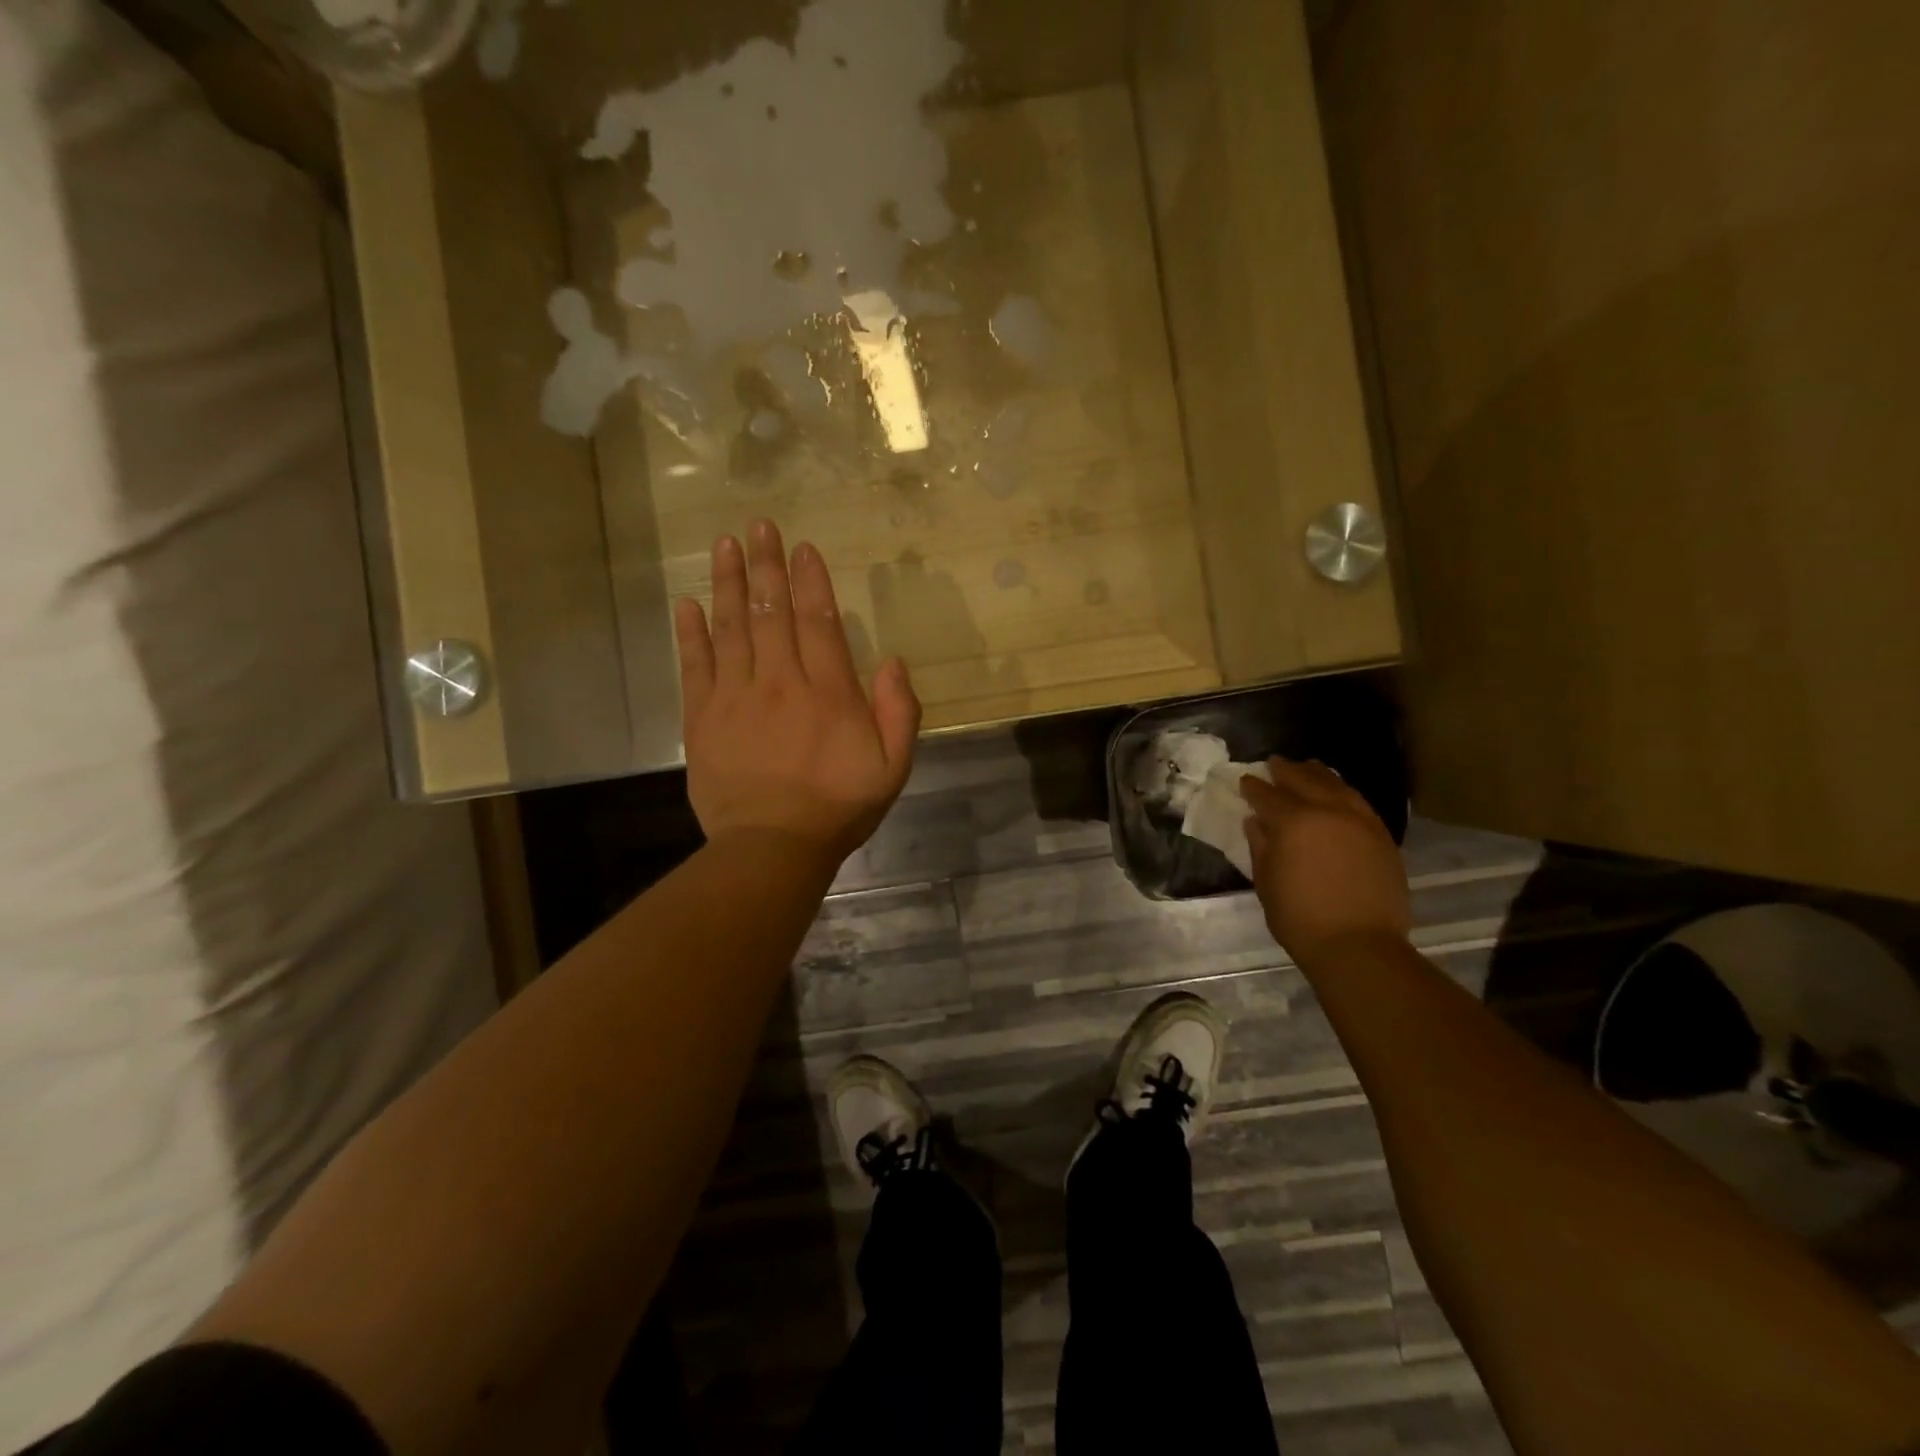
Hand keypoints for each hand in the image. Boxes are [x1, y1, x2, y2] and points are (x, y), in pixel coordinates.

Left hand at [676, 520, 920, 863]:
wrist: (773, 847)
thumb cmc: (838, 808)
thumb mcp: (892, 767)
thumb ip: (900, 712)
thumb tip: (893, 661)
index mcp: (828, 692)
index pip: (818, 621)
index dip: (810, 581)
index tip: (801, 548)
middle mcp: (780, 681)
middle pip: (771, 613)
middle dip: (767, 566)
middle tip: (759, 526)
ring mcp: (736, 696)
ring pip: (731, 628)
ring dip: (728, 584)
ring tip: (724, 545)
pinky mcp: (702, 718)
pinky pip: (695, 666)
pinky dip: (690, 633)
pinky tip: (687, 604)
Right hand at [1241, 759, 1410, 964]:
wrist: (1359, 946)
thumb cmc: (1300, 918)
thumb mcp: (1266, 883)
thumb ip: (1261, 847)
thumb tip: (1256, 822)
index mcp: (1293, 822)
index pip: (1268, 795)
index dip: (1254, 787)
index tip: (1245, 781)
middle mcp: (1327, 811)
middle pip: (1304, 780)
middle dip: (1285, 770)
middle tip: (1274, 763)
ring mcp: (1359, 821)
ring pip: (1336, 785)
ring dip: (1318, 774)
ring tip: (1308, 767)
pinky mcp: (1381, 835)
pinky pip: (1359, 801)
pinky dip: (1343, 791)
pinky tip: (1338, 792)